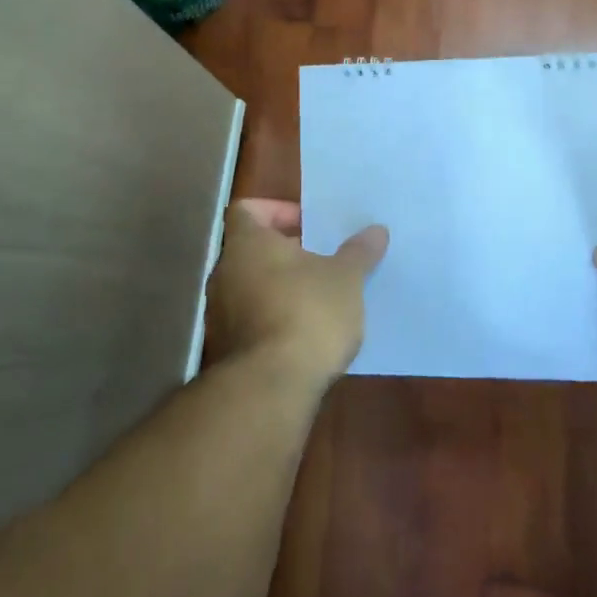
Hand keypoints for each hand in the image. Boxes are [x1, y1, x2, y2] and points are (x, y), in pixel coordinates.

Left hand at [202, 200, 388, 388]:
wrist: (270, 387)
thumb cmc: (307, 314)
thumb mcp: (346, 279)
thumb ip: (358, 252)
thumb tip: (376, 230)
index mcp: (247, 243)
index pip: (247, 209)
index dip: (276, 210)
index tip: (308, 223)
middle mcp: (224, 272)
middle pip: (251, 250)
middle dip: (287, 253)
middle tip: (322, 260)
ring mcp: (219, 314)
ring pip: (251, 287)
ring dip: (280, 289)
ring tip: (319, 299)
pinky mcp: (225, 350)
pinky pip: (251, 321)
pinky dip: (274, 321)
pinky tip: (305, 336)